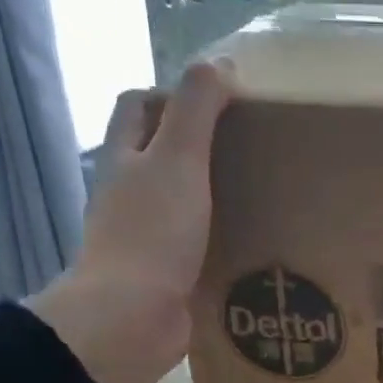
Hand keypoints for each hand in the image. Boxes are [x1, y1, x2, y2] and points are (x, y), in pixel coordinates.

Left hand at [28, 60, 231, 382]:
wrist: (133, 318)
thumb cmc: (152, 232)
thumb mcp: (179, 159)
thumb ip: (197, 109)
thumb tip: (219, 63)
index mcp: (124, 158)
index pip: (137, 106)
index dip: (170, 93)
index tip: (219, 100)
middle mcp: (128, 194)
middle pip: (157, 154)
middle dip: (195, 145)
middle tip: (247, 147)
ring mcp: (144, 237)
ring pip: (178, 202)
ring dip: (210, 195)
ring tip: (259, 192)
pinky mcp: (164, 274)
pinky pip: (193, 246)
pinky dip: (217, 239)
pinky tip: (250, 243)